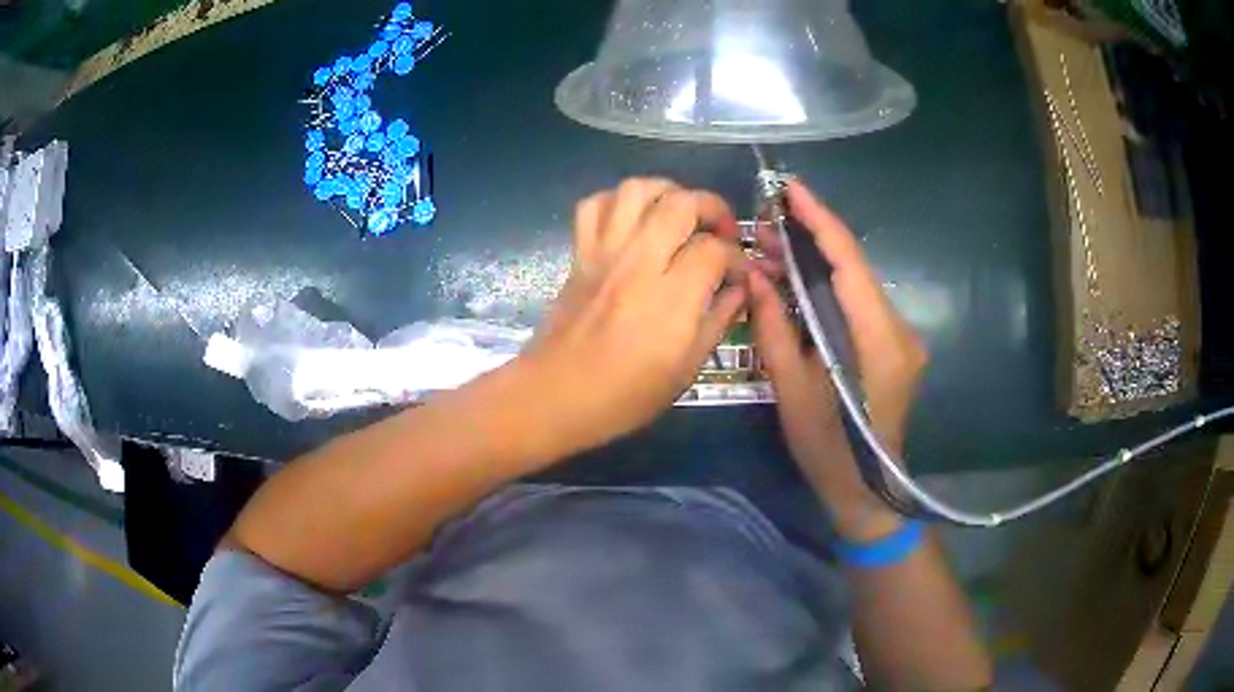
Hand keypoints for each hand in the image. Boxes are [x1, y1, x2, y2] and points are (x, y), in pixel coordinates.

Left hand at [522, 178, 748, 457]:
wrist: (556, 395)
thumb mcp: (686, 369)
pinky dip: (616, 201)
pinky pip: (593, 205)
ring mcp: (605, 252)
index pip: (716, 249)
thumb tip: (740, 291)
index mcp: (672, 296)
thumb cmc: (625, 395)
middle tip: (720, 232)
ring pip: (636, 189)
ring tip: (679, 214)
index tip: (740, 276)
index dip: (738, 258)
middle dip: (712, 207)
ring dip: (666, 191)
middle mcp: (639, 261)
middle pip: (682, 203)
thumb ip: (718, 321)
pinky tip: (631, 221)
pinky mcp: (580, 254)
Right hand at [749, 180, 926, 539]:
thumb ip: (774, 328)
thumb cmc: (828, 450)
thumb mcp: (792, 391)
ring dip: (820, 265)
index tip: (790, 189)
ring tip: (776, 251)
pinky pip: (861, 305)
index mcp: (879, 341)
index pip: (850, 263)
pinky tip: (801, 286)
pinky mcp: (897, 347)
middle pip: (856, 269)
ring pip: (859, 285)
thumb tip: (754, 276)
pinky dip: (831, 289)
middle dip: (813, 240)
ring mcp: (903, 338)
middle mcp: (900, 330)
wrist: (868, 491)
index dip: (821, 220)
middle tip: (769, 224)